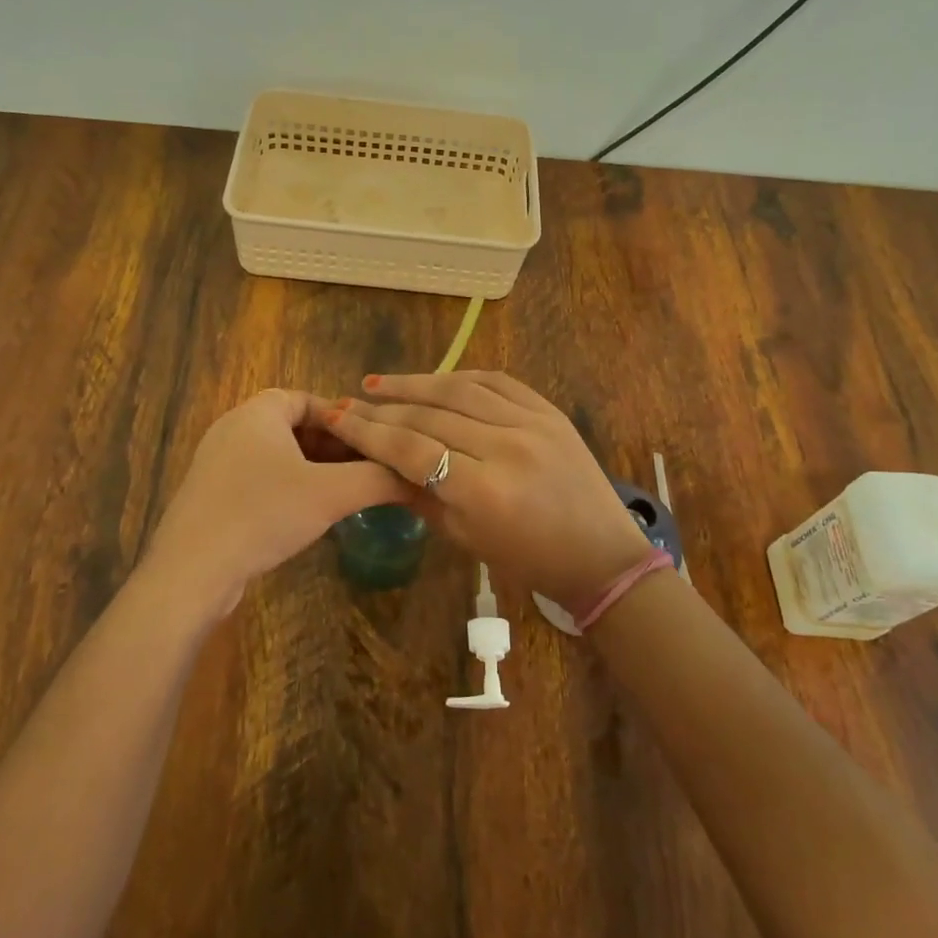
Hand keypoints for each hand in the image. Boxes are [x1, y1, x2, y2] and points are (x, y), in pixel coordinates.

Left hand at [140, 389, 411, 612]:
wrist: (192, 571)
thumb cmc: (263, 513)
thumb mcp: (331, 493)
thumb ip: (379, 478)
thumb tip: (422, 475)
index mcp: (258, 412)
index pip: (309, 399)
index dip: (344, 418)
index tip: (373, 442)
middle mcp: (233, 428)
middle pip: (294, 426)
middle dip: (333, 446)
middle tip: (366, 470)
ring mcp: (217, 462)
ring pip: (277, 455)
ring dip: (312, 470)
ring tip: (345, 493)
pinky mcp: (210, 495)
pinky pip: (258, 479)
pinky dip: (287, 488)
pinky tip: (306, 516)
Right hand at [319, 371, 650, 609]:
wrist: (601, 554)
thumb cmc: (528, 560)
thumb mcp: (465, 537)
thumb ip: (420, 495)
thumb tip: (377, 463)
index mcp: (483, 491)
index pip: (411, 449)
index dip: (368, 432)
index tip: (336, 418)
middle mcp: (506, 447)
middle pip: (429, 417)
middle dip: (382, 409)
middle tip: (349, 402)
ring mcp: (532, 423)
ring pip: (459, 390)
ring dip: (414, 384)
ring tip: (377, 384)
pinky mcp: (549, 411)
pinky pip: (496, 381)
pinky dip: (460, 377)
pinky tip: (433, 379)